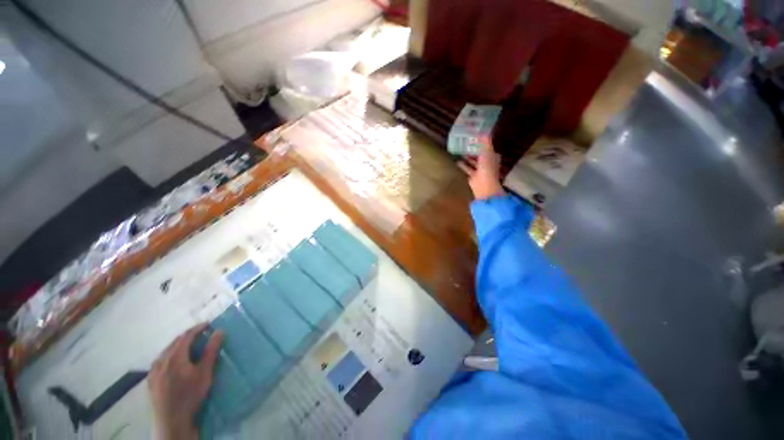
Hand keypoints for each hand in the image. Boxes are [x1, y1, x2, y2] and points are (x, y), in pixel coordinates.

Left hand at [149, 323, 223, 439]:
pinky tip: (175, 361)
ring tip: (190, 346)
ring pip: (166, 351)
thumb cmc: (190, 395)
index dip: (198, 328)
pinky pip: (160, 360)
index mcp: (174, 356)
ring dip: (179, 345)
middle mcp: (161, 360)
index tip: (208, 324)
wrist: (171, 421)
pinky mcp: (150, 379)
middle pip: (175, 342)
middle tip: (201, 334)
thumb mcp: (205, 373)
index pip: (186, 336)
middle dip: (188, 335)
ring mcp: (153, 370)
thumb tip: (219, 331)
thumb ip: (211, 351)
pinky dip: (170, 355)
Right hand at [458, 140, 504, 199]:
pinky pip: (467, 169)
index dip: (483, 144)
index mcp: (493, 157)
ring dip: (467, 159)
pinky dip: (462, 166)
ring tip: (459, 152)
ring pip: (473, 163)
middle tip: (465, 145)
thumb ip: (485, 142)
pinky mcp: (473, 177)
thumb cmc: (487, 167)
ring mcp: (480, 171)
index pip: (488, 149)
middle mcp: (487, 164)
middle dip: (473, 151)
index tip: (475, 139)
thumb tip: (483, 132)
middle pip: (480, 156)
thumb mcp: (487, 151)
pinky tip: (456, 161)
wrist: (484, 184)